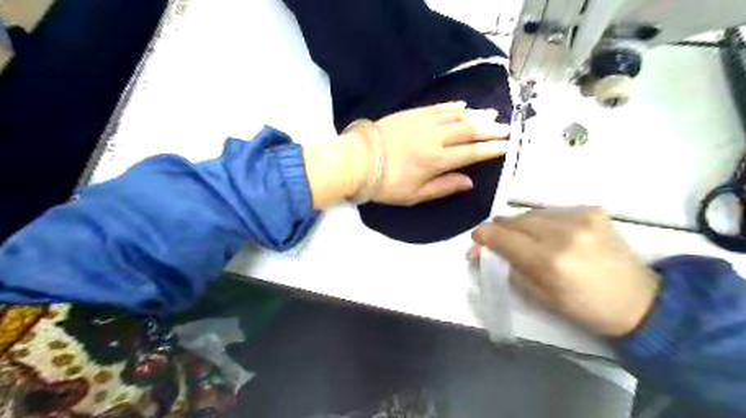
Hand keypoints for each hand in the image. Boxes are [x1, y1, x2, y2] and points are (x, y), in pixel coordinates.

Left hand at [343, 102, 507, 205]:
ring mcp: (423, 123)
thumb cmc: (386, 183)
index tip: (506, 145)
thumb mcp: (415, 195)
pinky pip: (437, 107)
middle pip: (468, 130)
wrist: (358, 160)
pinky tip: (462, 105)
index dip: (491, 149)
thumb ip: (444, 187)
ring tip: (491, 114)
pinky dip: (453, 106)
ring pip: (456, 116)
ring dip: (476, 115)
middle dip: (489, 129)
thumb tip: (470, 181)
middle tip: (506, 127)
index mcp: (437, 161)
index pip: (471, 153)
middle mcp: (435, 138)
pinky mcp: (412, 114)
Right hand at [471, 207, 657, 337]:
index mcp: (548, 260)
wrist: (640, 300)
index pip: (502, 237)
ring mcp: (580, 217)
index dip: (483, 235)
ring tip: (520, 236)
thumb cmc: (585, 307)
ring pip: (531, 212)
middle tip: (494, 238)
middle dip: (499, 228)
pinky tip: (547, 232)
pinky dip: (542, 220)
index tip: (476, 239)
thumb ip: (511, 269)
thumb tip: (490, 251)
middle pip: (514, 220)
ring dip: (519, 224)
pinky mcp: (592, 210)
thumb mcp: (540, 297)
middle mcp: (562, 232)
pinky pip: (552, 211)